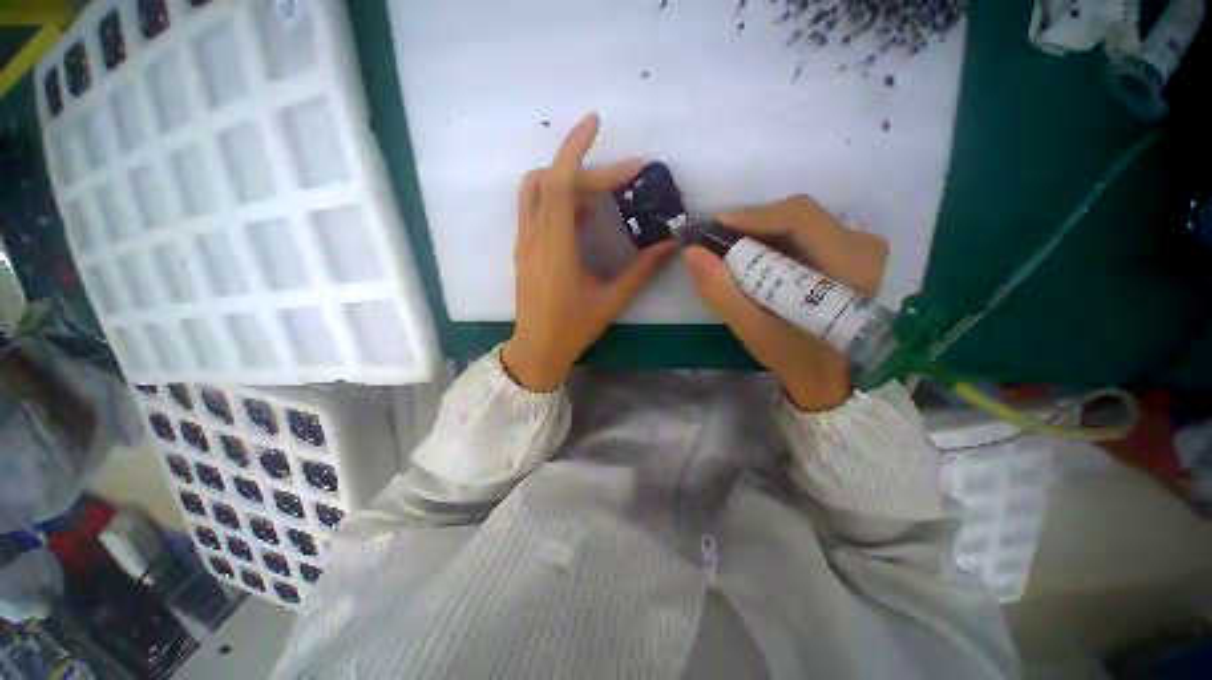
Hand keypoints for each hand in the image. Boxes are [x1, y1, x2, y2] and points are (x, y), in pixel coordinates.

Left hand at [503, 114, 674, 390]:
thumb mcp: (611, 300)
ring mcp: (524, 242)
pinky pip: (534, 209)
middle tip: (622, 178)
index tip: (597, 123)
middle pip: (551, 181)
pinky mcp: (523, 249)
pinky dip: (556, 198)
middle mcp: (534, 237)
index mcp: (555, 248)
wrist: (536, 349)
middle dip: (587, 169)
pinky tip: (581, 214)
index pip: (560, 184)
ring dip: (565, 178)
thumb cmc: (572, 329)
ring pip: (535, 190)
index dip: (576, 149)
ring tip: (599, 191)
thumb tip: (670, 245)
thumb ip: (642, 270)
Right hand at [682, 195, 888, 410]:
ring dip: (760, 233)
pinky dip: (772, 241)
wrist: (827, 375)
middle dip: (752, 226)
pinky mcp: (849, 253)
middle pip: (798, 215)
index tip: (714, 226)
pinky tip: (753, 259)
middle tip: (718, 243)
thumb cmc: (794, 356)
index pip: (799, 217)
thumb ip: (719, 290)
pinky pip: (803, 233)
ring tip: (731, 252)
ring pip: (798, 221)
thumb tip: (691, 251)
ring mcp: (858, 247)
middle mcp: (862, 245)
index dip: (752, 216)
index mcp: (850, 263)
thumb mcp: (751, 328)